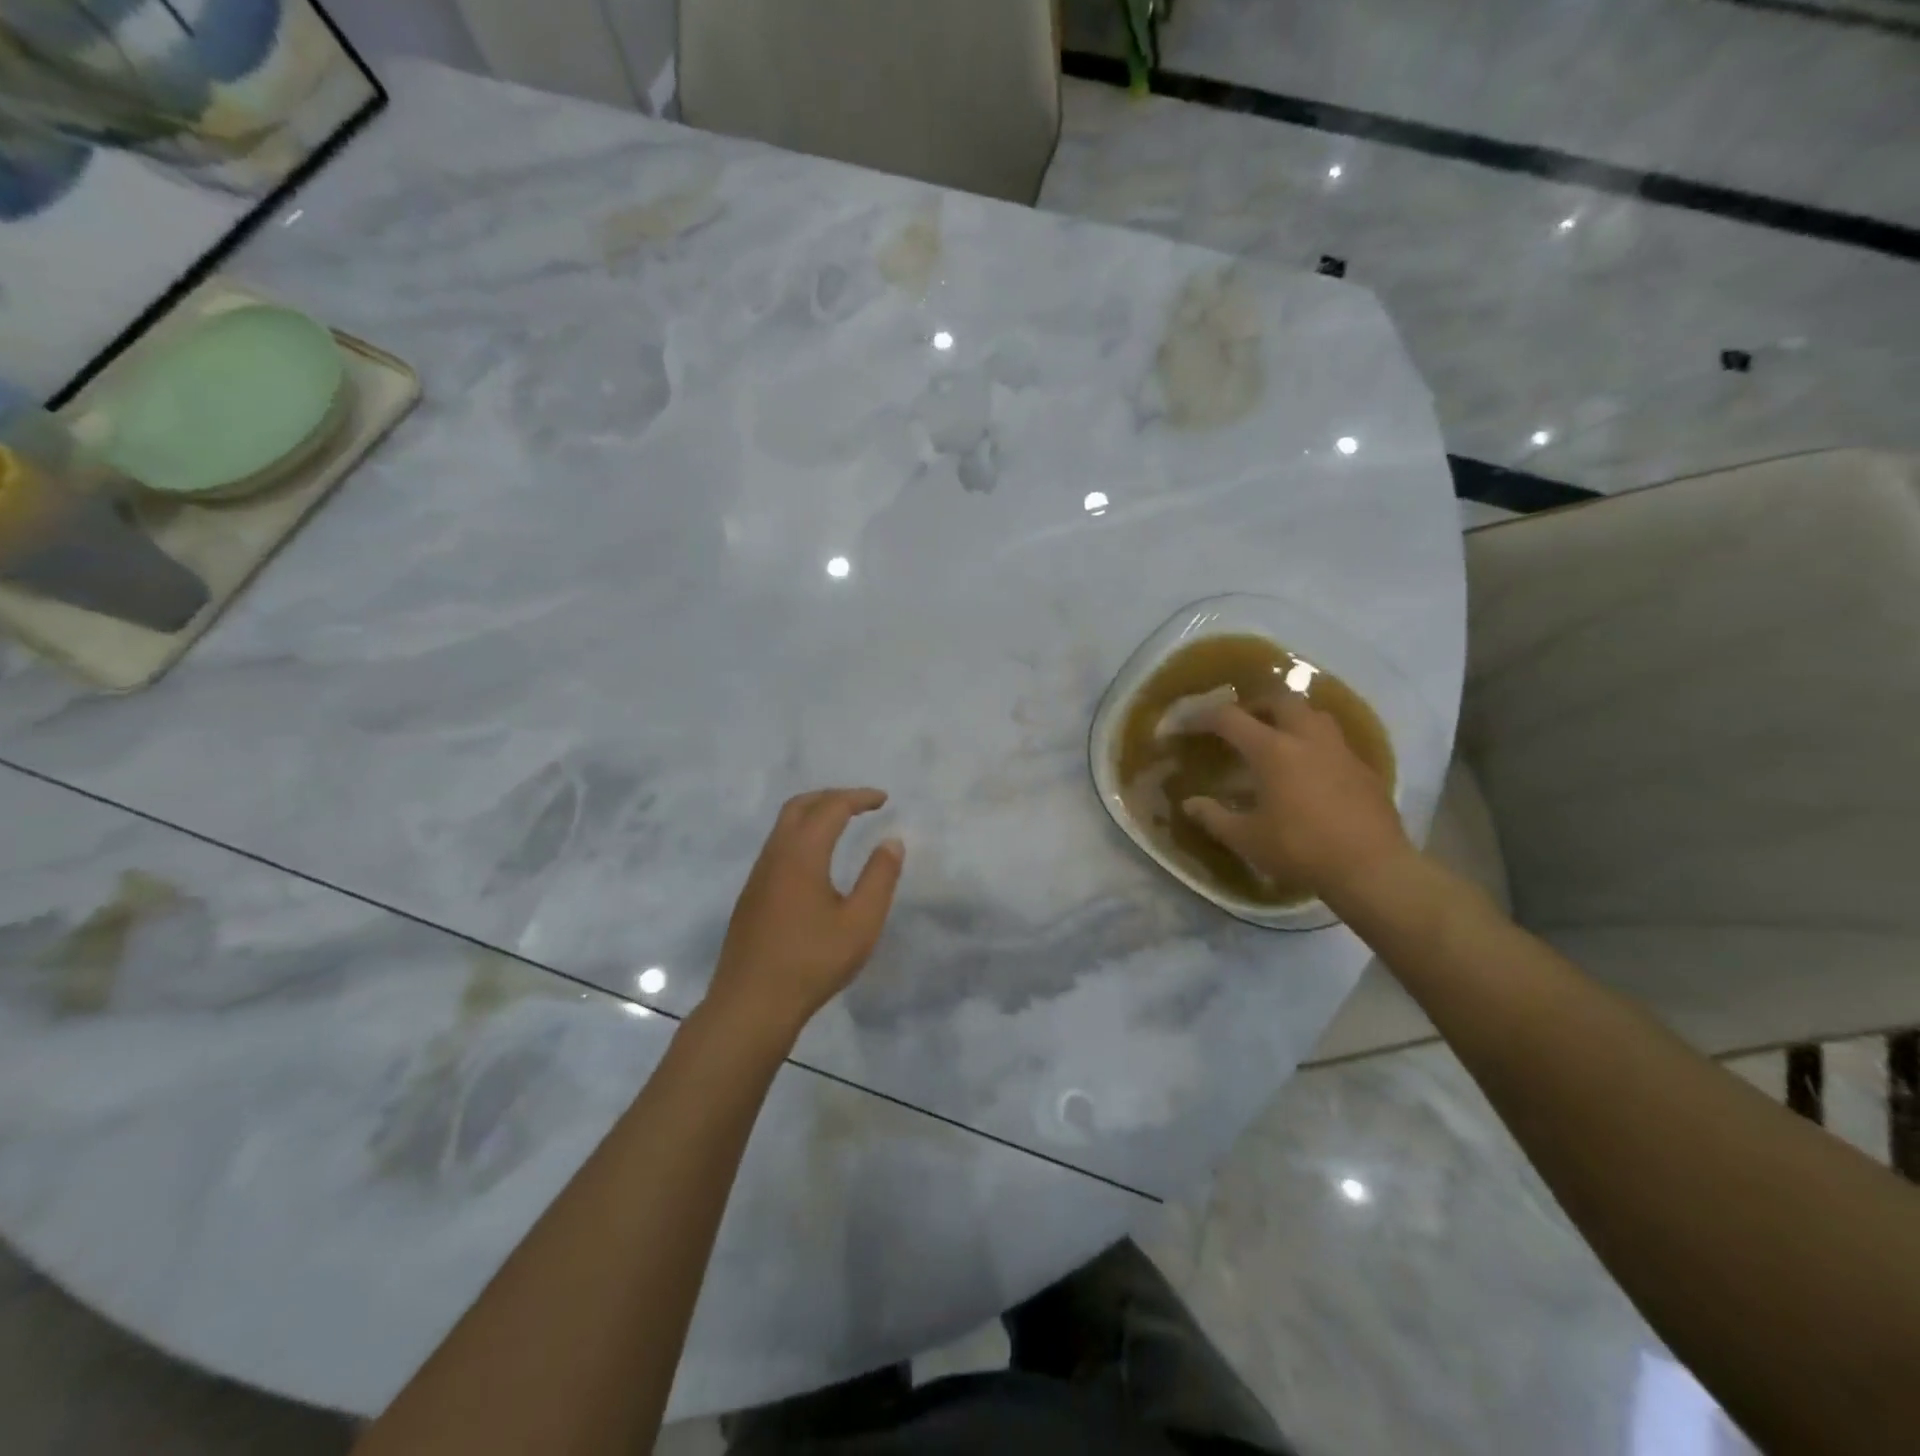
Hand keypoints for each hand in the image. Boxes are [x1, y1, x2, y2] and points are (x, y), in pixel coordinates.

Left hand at [704, 788, 904, 1039]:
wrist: (750, 1005)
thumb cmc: (811, 962)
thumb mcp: (860, 923)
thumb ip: (880, 878)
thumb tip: (892, 841)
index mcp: (801, 855)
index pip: (831, 808)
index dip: (859, 798)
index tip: (884, 799)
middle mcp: (775, 856)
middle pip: (799, 806)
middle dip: (831, 796)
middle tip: (861, 804)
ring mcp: (758, 877)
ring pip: (783, 827)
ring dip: (813, 815)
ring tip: (842, 825)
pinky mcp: (751, 897)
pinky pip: (777, 848)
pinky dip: (801, 836)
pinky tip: (817, 861)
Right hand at [1181, 692, 1410, 899]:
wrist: (1372, 868)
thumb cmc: (1300, 849)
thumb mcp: (1247, 839)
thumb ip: (1214, 817)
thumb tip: (1189, 804)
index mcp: (1273, 750)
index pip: (1230, 718)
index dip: (1202, 717)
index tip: (1187, 724)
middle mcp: (1307, 738)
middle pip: (1279, 699)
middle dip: (1255, 705)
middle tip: (1241, 724)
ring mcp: (1340, 750)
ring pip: (1313, 714)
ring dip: (1291, 718)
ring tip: (1278, 739)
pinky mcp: (1364, 768)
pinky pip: (1335, 741)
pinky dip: (1315, 744)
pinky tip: (1311, 770)